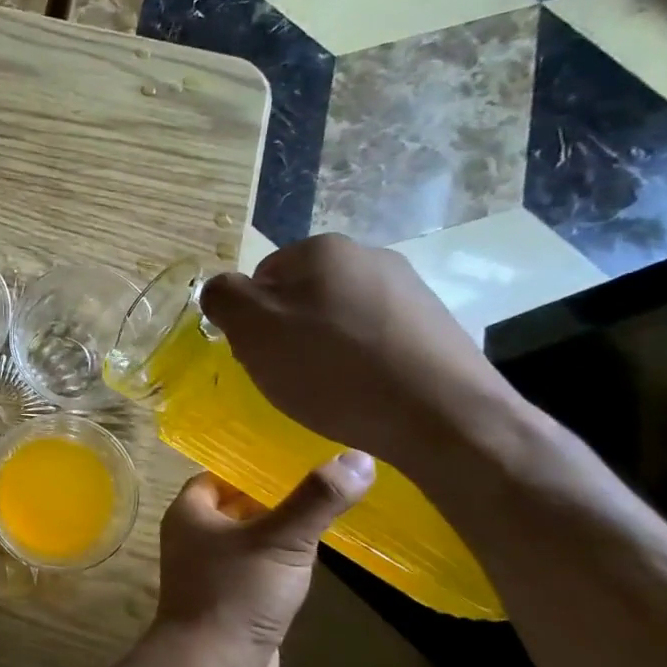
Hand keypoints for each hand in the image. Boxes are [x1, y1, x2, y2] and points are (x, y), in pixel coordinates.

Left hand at [154, 455, 373, 666]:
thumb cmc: (237, 594)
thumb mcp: (281, 540)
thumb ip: (317, 499)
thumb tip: (359, 457)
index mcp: (190, 513)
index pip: (221, 475)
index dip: (254, 466)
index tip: (298, 457)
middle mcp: (194, 538)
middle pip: (237, 506)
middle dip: (274, 497)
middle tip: (323, 483)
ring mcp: (211, 573)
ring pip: (250, 541)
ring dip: (280, 533)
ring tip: (326, 514)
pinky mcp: (232, 603)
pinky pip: (258, 572)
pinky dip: (281, 565)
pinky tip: (313, 562)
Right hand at [199, 233, 517, 474]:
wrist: (444, 416)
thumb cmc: (334, 369)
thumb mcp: (253, 330)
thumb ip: (223, 297)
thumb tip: (222, 290)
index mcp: (322, 249)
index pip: (261, 276)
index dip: (252, 319)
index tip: (261, 355)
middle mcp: (368, 256)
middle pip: (301, 295)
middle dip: (288, 332)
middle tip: (290, 375)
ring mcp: (409, 289)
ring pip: (340, 317)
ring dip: (326, 348)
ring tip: (331, 390)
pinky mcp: (436, 325)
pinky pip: (376, 339)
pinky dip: (363, 362)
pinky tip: (366, 392)